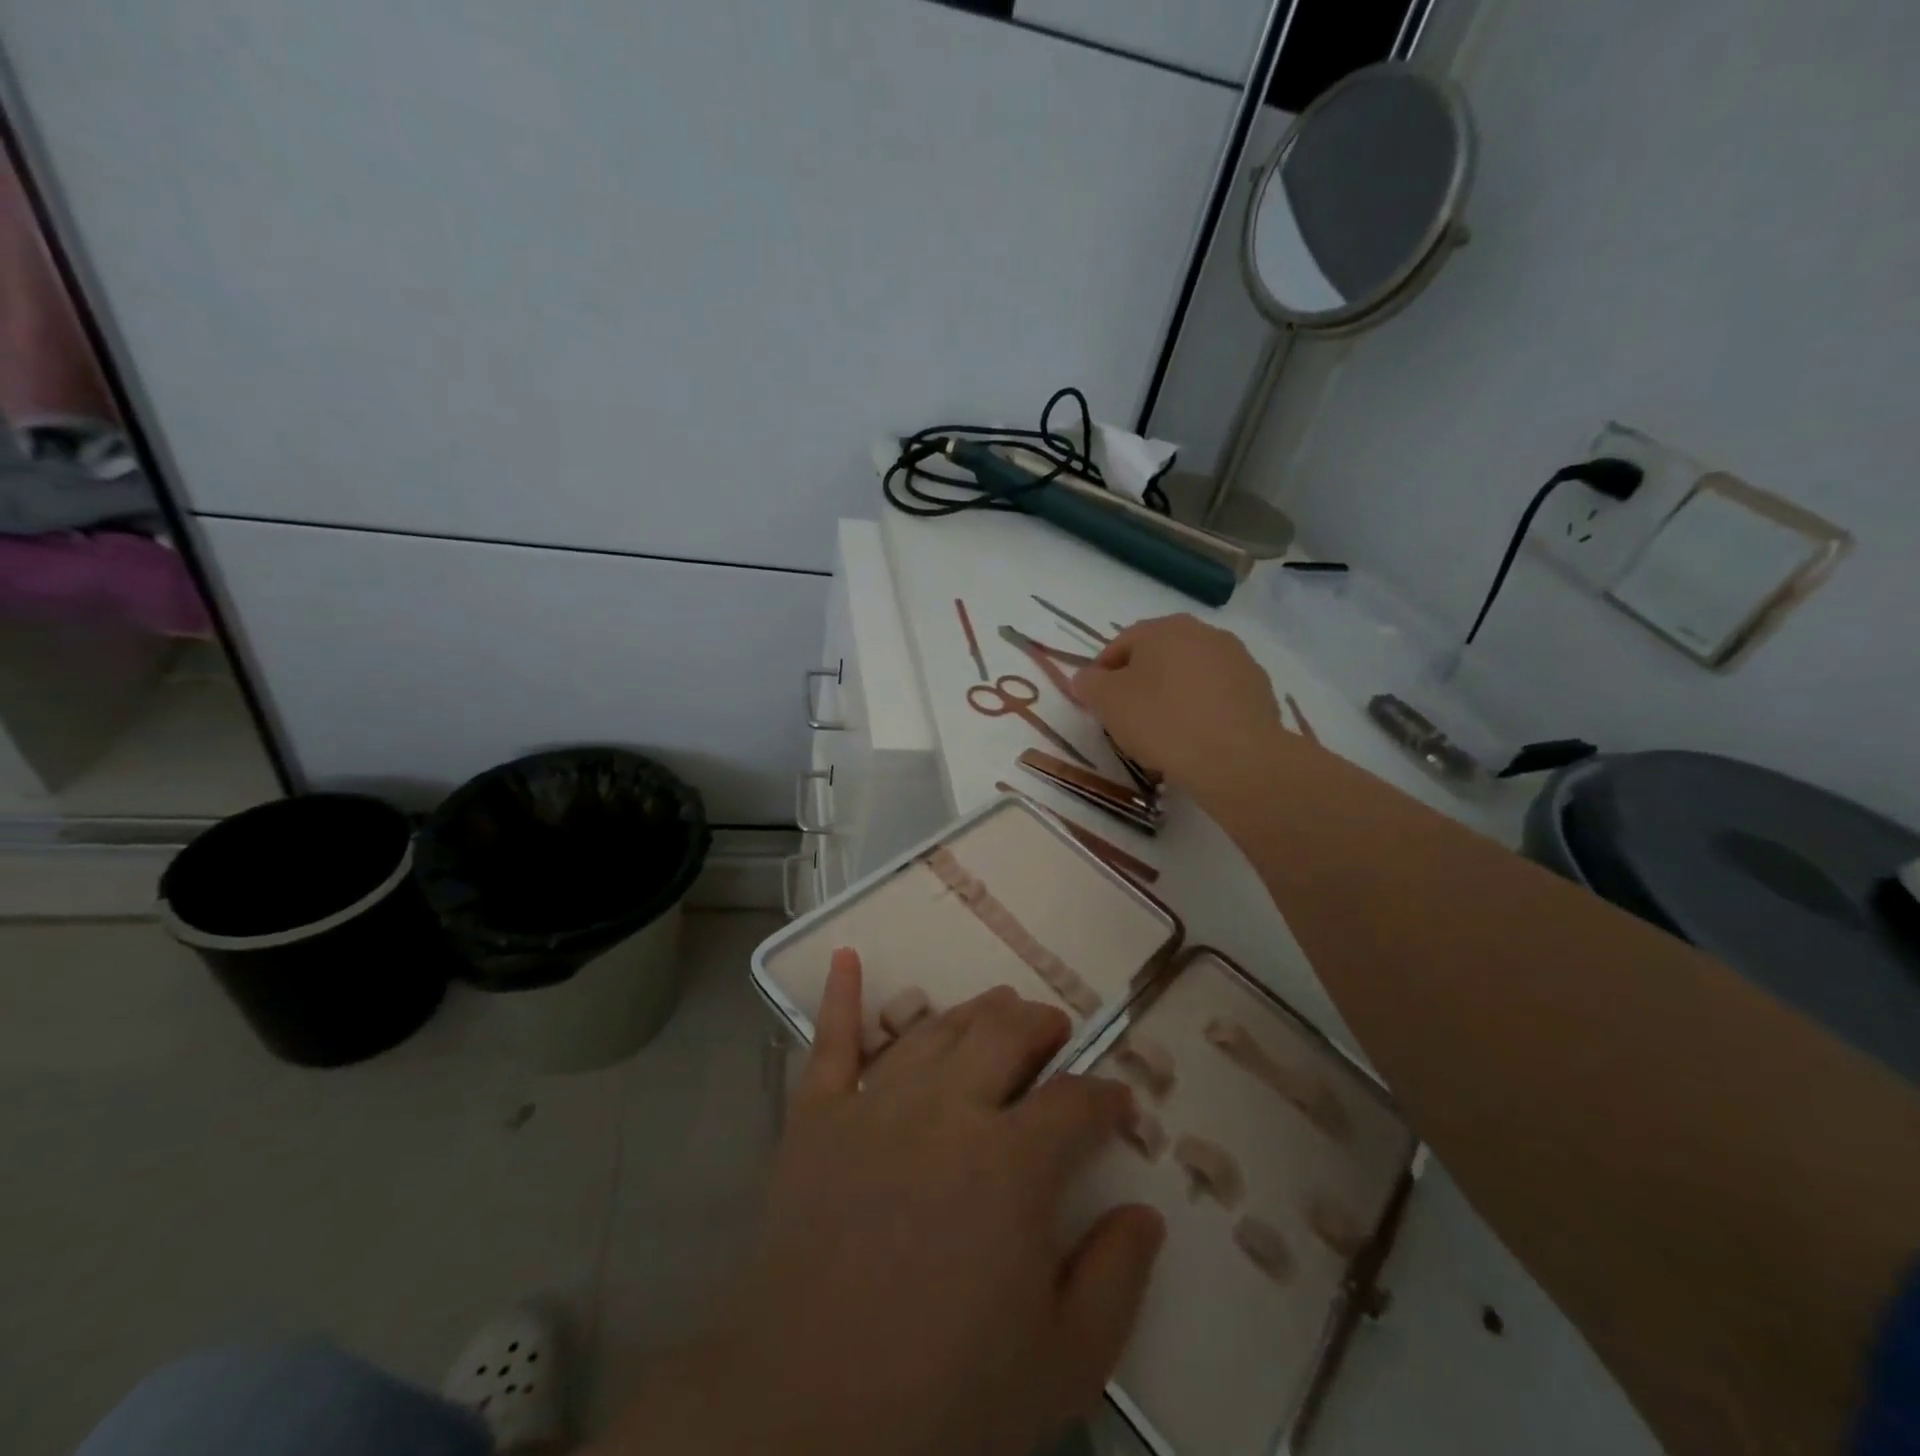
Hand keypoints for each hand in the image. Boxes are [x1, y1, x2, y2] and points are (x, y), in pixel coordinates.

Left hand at [605, 951, 1164, 1455]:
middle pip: (1005, 1035)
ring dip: (975, 1010)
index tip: (1119, 1101)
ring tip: (998, 1007)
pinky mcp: (816, 1116)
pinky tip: (847, 957)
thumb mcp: (1062, 1364)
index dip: (1106, 1097)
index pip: (1076, 1103)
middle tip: (1055, 1032)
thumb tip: (1145, 1211)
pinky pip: (830, 1041)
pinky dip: (841, 996)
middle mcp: (947, 1109)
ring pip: (936, 1029)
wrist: (802, 1417)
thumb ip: (1116, 1279)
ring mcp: (875, 1103)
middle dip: (1041, 1026)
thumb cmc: (943, 1396)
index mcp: (1012, 1163)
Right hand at [1071, 614, 1286, 794]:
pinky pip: (1218, 696)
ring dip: (1173, 695)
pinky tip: (1196, 738)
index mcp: (1164, 628)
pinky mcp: (1259, 689)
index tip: (1097, 704)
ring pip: (1190, 675)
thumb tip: (1086, 678)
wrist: (1237, 758)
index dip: (1103, 674)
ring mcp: (1237, 659)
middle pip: (1158, 656)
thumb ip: (1089, 684)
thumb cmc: (1162, 722)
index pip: (1121, 644)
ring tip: (1164, 733)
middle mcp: (1203, 632)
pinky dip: (1203, 710)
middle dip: (1140, 683)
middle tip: (1128, 718)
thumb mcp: (1107, 702)